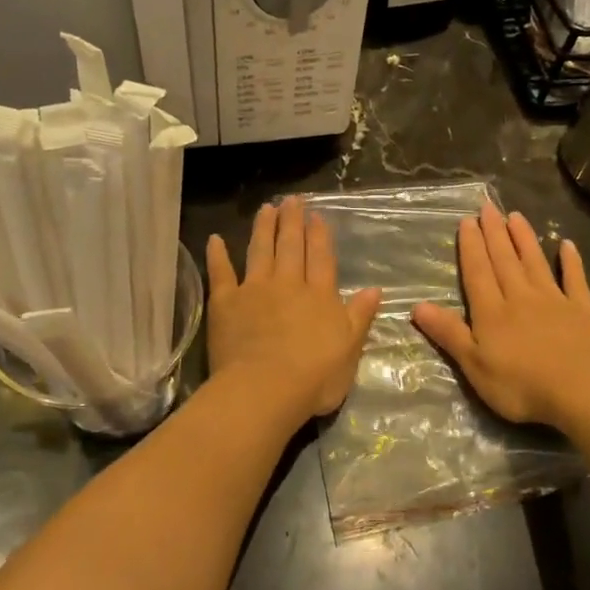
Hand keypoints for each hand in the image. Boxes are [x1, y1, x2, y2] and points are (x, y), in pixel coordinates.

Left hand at [206, 198, 381, 423]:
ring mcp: (254, 290)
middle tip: (292, 200)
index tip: (316, 215)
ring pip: (259, 251)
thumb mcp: (350, 350)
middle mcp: (288, 284)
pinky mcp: (225, 303)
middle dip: (292, 222)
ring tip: (266, 208)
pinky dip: (217, 255)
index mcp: (320, 296)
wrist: (266, 389)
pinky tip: (214, 239)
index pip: (321, 258)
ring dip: (263, 228)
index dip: (319, 236)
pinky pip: (221, 273)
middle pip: (290, 247)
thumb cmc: (315, 377)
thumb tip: (375, 289)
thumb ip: (359, 317)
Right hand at [411, 204, 589, 429]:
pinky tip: (566, 245)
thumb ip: (449, 333)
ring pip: (535, 263)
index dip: (471, 247)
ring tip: (516, 216)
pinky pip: (574, 280)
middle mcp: (520, 297)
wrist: (582, 390)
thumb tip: (417, 306)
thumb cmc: (521, 385)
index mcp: (492, 312)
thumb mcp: (474, 365)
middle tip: (488, 207)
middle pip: (504, 260)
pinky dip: (570, 261)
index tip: (467, 221)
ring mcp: (554, 300)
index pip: (477, 272)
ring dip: (524, 239)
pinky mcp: (583, 310)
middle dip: (494, 233)